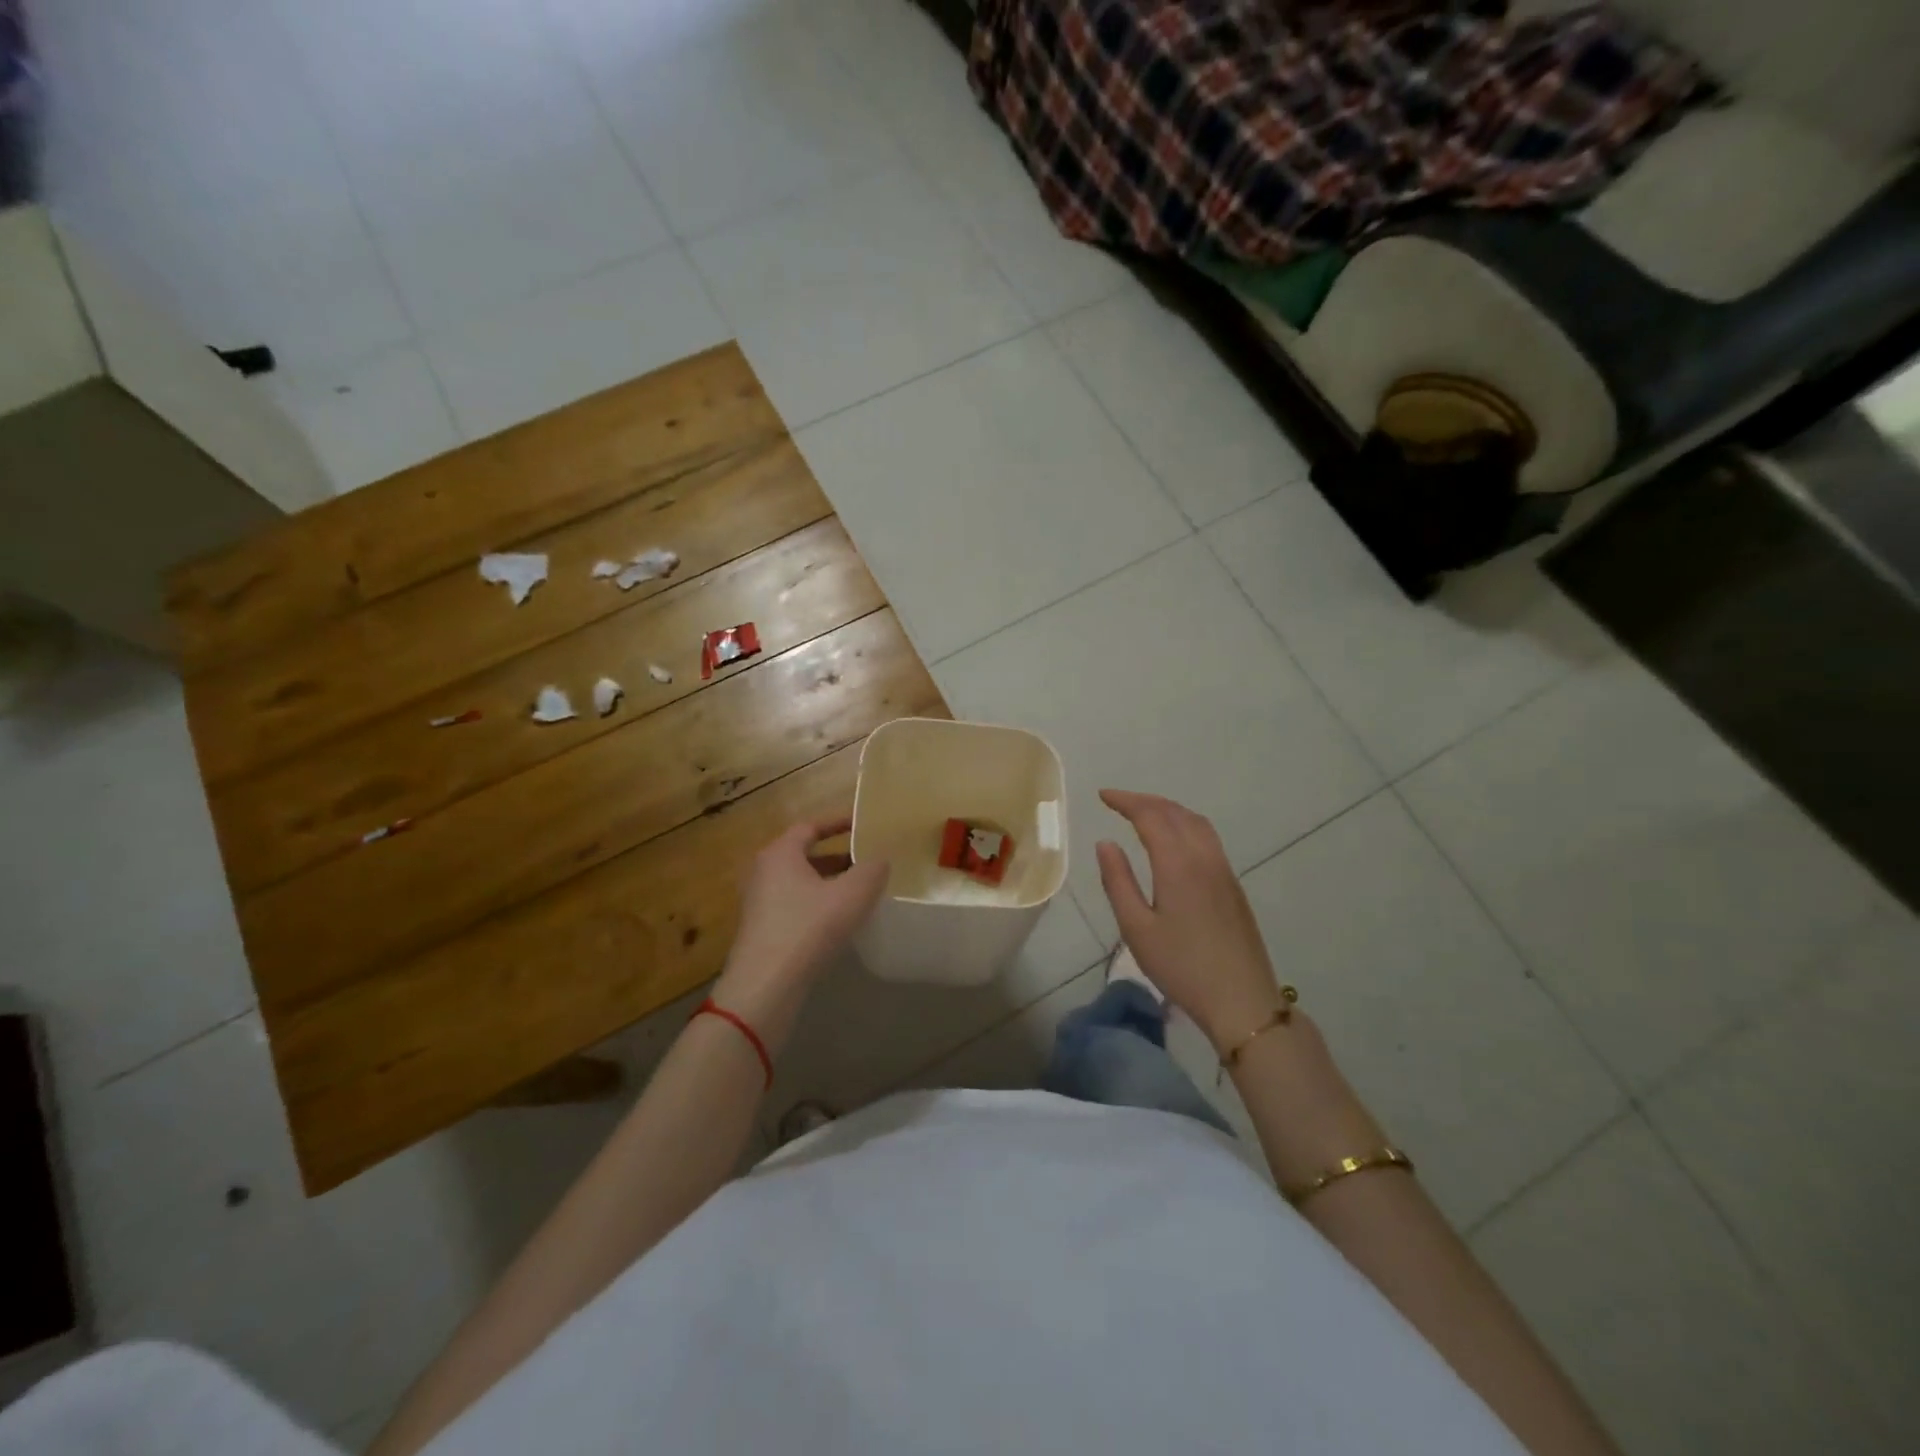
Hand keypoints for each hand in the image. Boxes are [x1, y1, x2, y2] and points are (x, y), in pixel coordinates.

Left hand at [711, 817, 887, 1042]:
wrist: (766, 986)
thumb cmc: (808, 928)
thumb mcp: (852, 895)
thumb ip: (872, 870)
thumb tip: (881, 858)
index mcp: (780, 853)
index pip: (810, 826)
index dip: (838, 822)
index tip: (863, 824)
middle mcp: (763, 872)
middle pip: (804, 855)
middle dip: (837, 856)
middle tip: (866, 860)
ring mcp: (759, 903)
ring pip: (800, 882)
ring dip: (828, 883)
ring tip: (859, 891)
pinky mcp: (761, 930)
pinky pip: (794, 905)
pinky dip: (817, 904)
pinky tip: (839, 921)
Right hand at [1095, 789, 1288, 1051]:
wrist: (1241, 1000)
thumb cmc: (1182, 966)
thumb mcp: (1136, 928)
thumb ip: (1118, 881)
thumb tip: (1105, 843)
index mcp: (1178, 864)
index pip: (1150, 816)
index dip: (1125, 801)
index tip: (1103, 796)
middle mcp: (1204, 857)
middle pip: (1175, 812)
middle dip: (1145, 801)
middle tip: (1118, 801)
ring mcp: (1223, 870)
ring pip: (1196, 822)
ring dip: (1168, 809)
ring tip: (1144, 813)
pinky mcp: (1233, 885)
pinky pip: (1207, 837)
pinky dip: (1185, 824)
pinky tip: (1174, 840)